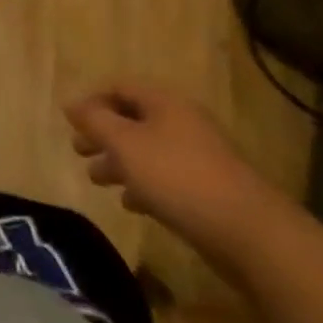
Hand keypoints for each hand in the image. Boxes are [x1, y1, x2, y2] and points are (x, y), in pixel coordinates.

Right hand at [64, 83, 287, 273]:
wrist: (251, 234)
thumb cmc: (178, 177)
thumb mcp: (125, 144)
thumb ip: (94, 121)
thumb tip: (71, 104)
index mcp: (164, 102)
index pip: (119, 87)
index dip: (92, 101)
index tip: (71, 123)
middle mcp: (182, 122)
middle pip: (132, 119)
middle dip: (103, 134)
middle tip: (79, 151)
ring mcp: (199, 156)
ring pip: (148, 151)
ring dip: (120, 162)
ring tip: (98, 180)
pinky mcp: (210, 190)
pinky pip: (167, 178)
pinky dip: (144, 185)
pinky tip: (132, 204)